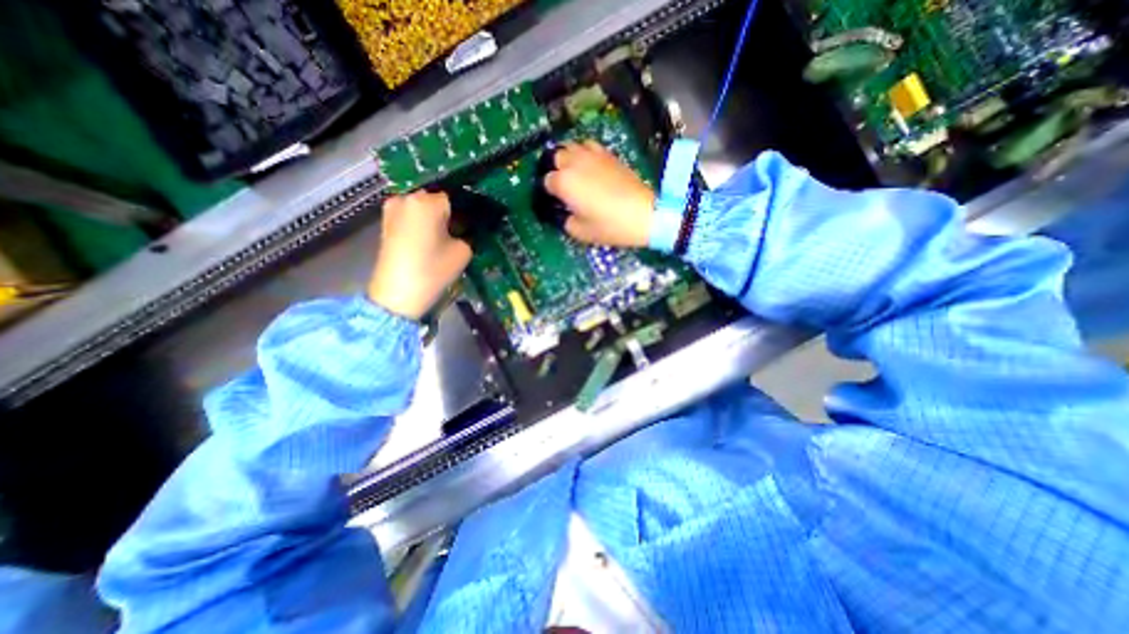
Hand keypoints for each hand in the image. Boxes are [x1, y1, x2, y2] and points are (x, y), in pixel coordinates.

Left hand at [370, 190, 470, 318]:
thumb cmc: (433, 271)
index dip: (466, 211)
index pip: (455, 198)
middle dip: (449, 212)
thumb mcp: (463, 252)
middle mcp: (407, 198)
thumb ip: (468, 234)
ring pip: (422, 208)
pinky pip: (411, 216)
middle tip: (460, 231)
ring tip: (444, 238)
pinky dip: (422, 224)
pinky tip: (429, 241)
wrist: (397, 294)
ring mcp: (392, 209)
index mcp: (428, 202)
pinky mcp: (386, 222)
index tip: (472, 225)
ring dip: (434, 218)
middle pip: (436, 200)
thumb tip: (467, 227)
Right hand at [544, 140, 658, 246]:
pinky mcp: (608, 154)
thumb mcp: (580, 232)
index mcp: (564, 182)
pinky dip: (585, 153)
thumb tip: (564, 213)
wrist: (643, 214)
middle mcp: (575, 163)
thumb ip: (565, 221)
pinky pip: (589, 146)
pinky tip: (590, 166)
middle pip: (556, 157)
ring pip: (572, 146)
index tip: (556, 202)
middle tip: (563, 186)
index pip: (546, 181)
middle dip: (556, 170)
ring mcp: (592, 155)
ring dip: (569, 158)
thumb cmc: (609, 226)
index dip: (549, 192)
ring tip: (574, 173)